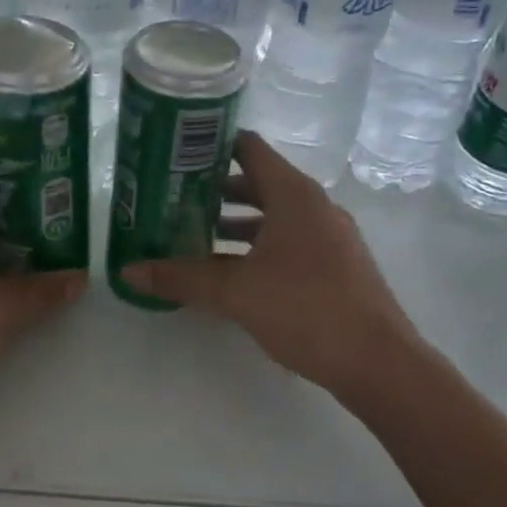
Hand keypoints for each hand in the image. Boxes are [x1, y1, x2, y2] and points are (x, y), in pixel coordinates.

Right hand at [120, 133, 418, 391]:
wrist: (378, 361)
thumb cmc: (306, 309)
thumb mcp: (235, 292)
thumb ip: (182, 278)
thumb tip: (128, 271)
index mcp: (294, 195)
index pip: (248, 148)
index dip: (211, 145)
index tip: (174, 152)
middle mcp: (313, 206)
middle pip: (257, 182)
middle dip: (213, 189)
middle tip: (171, 197)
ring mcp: (328, 236)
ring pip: (272, 216)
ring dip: (234, 222)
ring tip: (191, 234)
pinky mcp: (334, 265)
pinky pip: (287, 241)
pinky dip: (256, 245)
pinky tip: (229, 270)